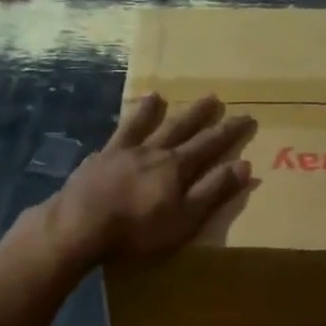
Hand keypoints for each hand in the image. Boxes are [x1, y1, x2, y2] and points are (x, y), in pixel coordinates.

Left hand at [46, 94, 255, 266]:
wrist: (80, 226)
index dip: (228, 131)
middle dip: (198, 114)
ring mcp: (120, 153)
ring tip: (159, 96)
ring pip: (142, 126)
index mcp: (176, 167)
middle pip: (179, 128)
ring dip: (153, 111)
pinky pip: (113, 139)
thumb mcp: (186, 218)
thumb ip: (213, 191)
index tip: (245, 116)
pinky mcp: (96, 162)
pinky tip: (119, 129)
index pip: (209, 144)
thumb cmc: (138, 230)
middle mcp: (151, 152)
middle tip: (212, 97)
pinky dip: (120, 130)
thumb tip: (244, 165)